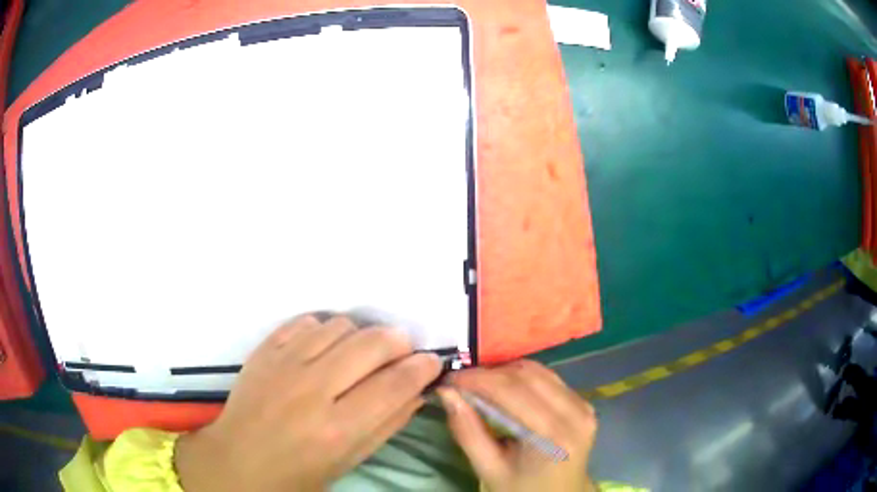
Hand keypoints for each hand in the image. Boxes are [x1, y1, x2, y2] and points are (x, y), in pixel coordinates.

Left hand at [175, 315, 441, 491]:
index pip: (395, 384)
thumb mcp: (350, 461)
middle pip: (371, 344)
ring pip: (340, 325)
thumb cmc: (299, 473)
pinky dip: (325, 329)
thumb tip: (417, 391)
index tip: (432, 361)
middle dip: (398, 342)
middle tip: (402, 352)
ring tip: (360, 353)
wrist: (238, 461)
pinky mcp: (264, 350)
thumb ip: (387, 424)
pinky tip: (326, 346)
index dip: (422, 367)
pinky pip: (306, 321)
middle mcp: (312, 391)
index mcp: (337, 429)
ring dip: (361, 335)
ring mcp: (283, 365)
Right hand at [438, 360, 597, 491]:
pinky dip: (521, 378)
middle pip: (527, 376)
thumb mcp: (489, 470)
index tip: (449, 380)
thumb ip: (467, 432)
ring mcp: (584, 405)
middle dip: (489, 374)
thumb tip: (446, 393)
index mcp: (553, 435)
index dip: (478, 380)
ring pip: (538, 371)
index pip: (513, 392)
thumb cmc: (522, 489)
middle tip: (460, 383)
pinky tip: (504, 390)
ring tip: (478, 385)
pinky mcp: (584, 403)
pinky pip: (549, 378)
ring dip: (504, 373)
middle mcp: (576, 413)